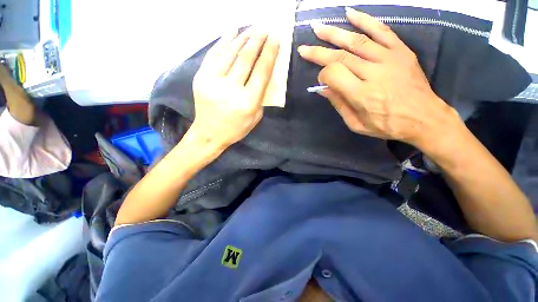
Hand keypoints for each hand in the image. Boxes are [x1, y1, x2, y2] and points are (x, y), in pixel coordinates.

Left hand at [191, 28, 278, 147]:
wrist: (209, 133)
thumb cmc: (236, 129)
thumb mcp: (256, 117)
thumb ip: (261, 96)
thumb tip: (264, 73)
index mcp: (247, 102)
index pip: (261, 72)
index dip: (269, 53)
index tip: (276, 38)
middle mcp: (230, 89)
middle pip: (245, 59)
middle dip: (257, 41)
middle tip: (265, 29)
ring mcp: (212, 81)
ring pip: (229, 53)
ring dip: (243, 38)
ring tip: (252, 28)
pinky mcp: (200, 77)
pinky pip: (214, 54)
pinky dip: (224, 40)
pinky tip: (232, 30)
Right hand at [298, 7, 458, 148]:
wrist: (424, 118)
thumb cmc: (387, 125)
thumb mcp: (357, 124)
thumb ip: (339, 105)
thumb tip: (323, 89)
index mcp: (361, 94)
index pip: (334, 75)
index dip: (323, 75)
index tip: (321, 80)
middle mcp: (373, 73)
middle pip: (340, 57)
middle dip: (319, 52)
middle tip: (304, 48)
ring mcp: (389, 58)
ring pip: (356, 41)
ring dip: (334, 33)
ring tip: (318, 28)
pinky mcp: (401, 51)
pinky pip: (381, 31)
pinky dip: (365, 20)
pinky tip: (349, 13)